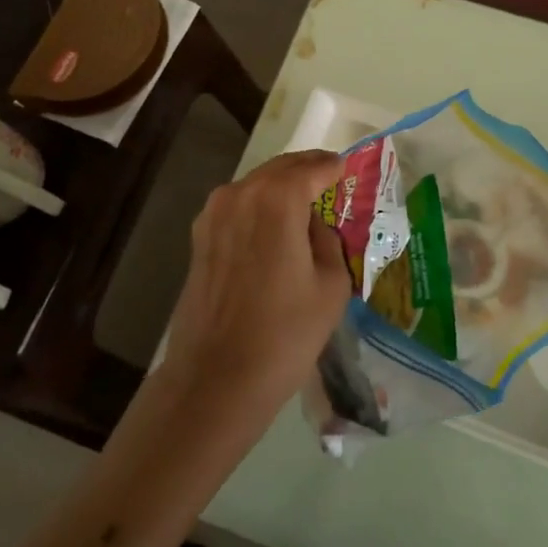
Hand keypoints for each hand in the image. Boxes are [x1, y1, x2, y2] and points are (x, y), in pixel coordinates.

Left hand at [159, 149, 350, 428]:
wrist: (217, 379)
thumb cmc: (285, 333)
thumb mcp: (331, 285)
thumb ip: (328, 241)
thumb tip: (314, 227)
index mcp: (277, 200)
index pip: (312, 168)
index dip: (332, 167)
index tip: (347, 169)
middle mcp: (241, 194)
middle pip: (280, 169)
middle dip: (306, 170)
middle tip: (330, 178)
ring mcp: (214, 214)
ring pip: (256, 185)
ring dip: (281, 186)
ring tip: (305, 201)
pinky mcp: (199, 237)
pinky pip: (238, 206)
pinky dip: (259, 205)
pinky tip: (274, 225)